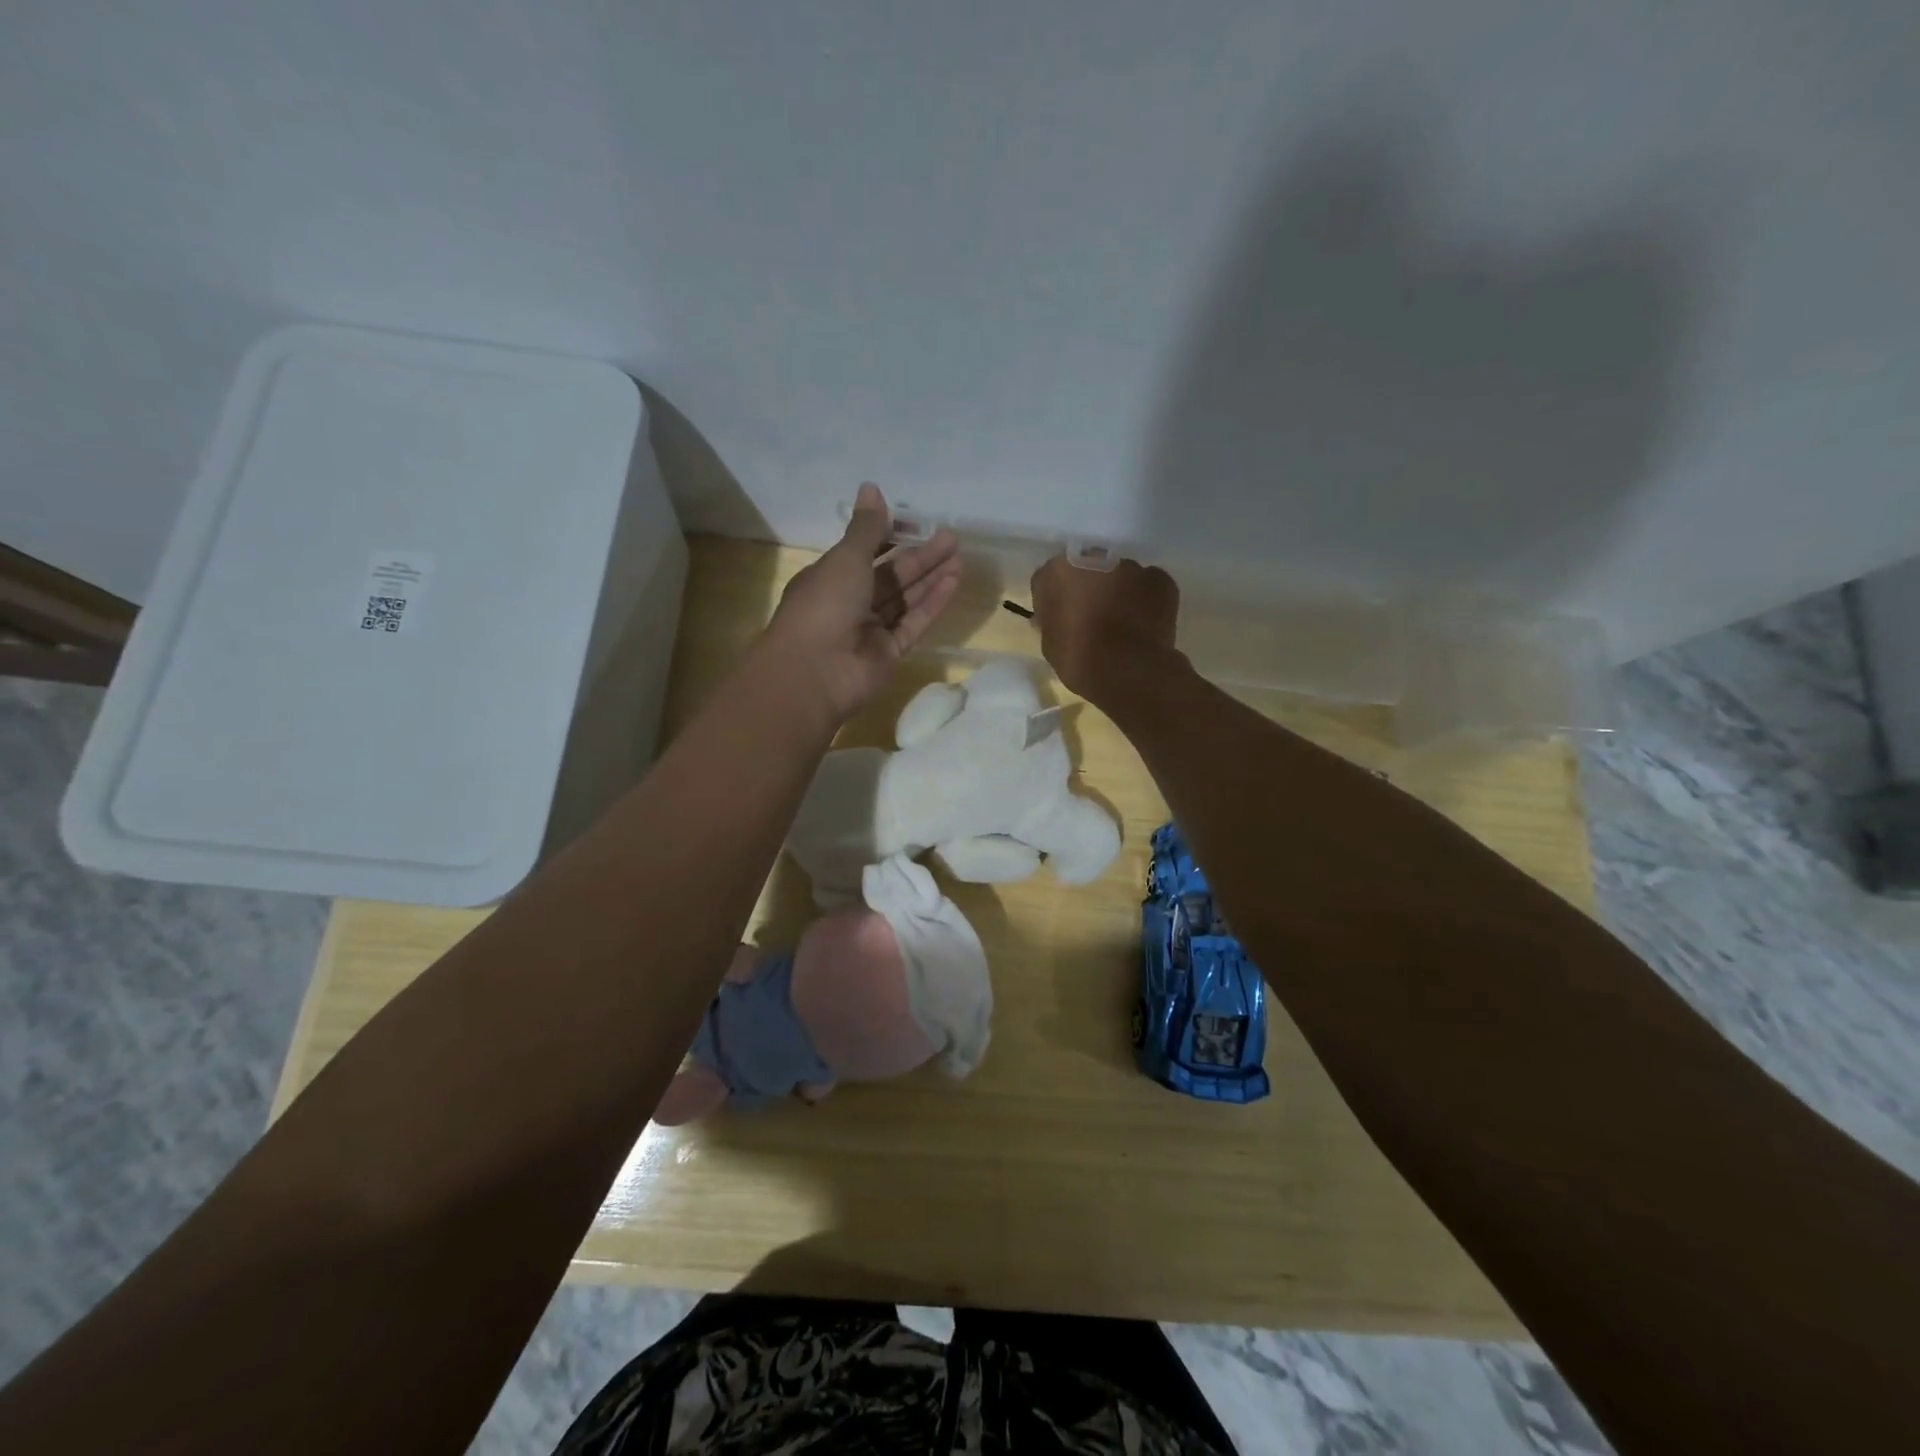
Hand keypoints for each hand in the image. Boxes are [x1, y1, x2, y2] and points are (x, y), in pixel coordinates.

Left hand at [762, 483, 962, 723]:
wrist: (815, 672)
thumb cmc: (823, 605)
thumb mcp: (845, 559)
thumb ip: (866, 528)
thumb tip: (871, 487)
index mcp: (830, 577)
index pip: (863, 552)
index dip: (889, 537)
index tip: (916, 523)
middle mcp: (850, 602)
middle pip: (890, 575)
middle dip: (920, 557)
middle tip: (951, 538)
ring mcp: (871, 630)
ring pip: (905, 599)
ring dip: (930, 578)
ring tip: (959, 557)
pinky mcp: (890, 652)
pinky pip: (914, 622)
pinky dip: (932, 602)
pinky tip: (954, 581)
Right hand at [1030, 555, 1179, 702]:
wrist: (1127, 670)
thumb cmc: (1078, 659)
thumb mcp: (1050, 644)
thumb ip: (1052, 621)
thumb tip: (1059, 618)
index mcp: (1057, 572)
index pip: (1051, 578)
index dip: (1057, 598)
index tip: (1062, 617)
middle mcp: (1092, 558)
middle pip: (1088, 569)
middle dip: (1090, 587)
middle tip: (1093, 616)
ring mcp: (1130, 566)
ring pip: (1121, 575)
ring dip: (1119, 591)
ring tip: (1124, 623)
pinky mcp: (1160, 578)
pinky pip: (1149, 585)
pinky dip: (1147, 600)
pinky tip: (1146, 624)